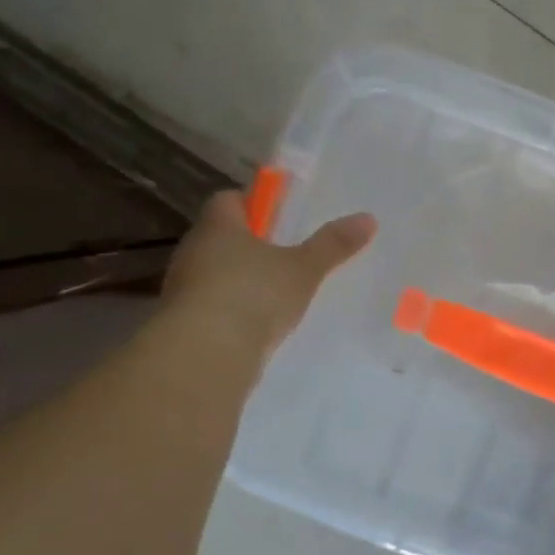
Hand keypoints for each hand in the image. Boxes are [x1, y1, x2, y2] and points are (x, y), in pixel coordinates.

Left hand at [159, 189, 374, 358]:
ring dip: (244, 279)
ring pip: (218, 272)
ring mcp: (186, 288)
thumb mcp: (303, 269)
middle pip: (224, 236)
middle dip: (254, 243)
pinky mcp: (187, 322)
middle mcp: (195, 250)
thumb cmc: (254, 295)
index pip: (229, 200)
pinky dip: (237, 309)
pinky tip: (262, 323)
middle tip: (290, 253)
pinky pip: (216, 305)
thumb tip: (368, 218)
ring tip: (281, 292)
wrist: (206, 355)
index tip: (283, 215)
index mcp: (218, 226)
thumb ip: (333, 245)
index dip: (255, 203)